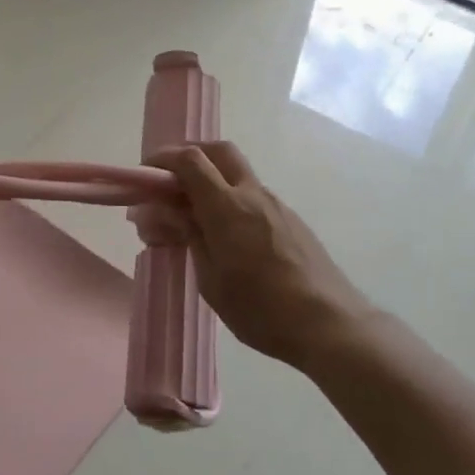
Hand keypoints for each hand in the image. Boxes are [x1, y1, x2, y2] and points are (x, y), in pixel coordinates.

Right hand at [148, 141, 373, 369]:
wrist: (329, 324)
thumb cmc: (261, 309)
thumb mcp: (211, 279)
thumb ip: (188, 236)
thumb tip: (164, 211)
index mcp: (227, 207)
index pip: (191, 160)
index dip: (163, 159)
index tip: (145, 174)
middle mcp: (252, 195)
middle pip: (219, 151)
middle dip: (190, 154)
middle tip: (169, 180)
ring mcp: (276, 205)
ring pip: (237, 173)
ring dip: (211, 179)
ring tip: (192, 216)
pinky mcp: (290, 220)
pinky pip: (252, 195)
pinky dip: (230, 199)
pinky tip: (225, 235)